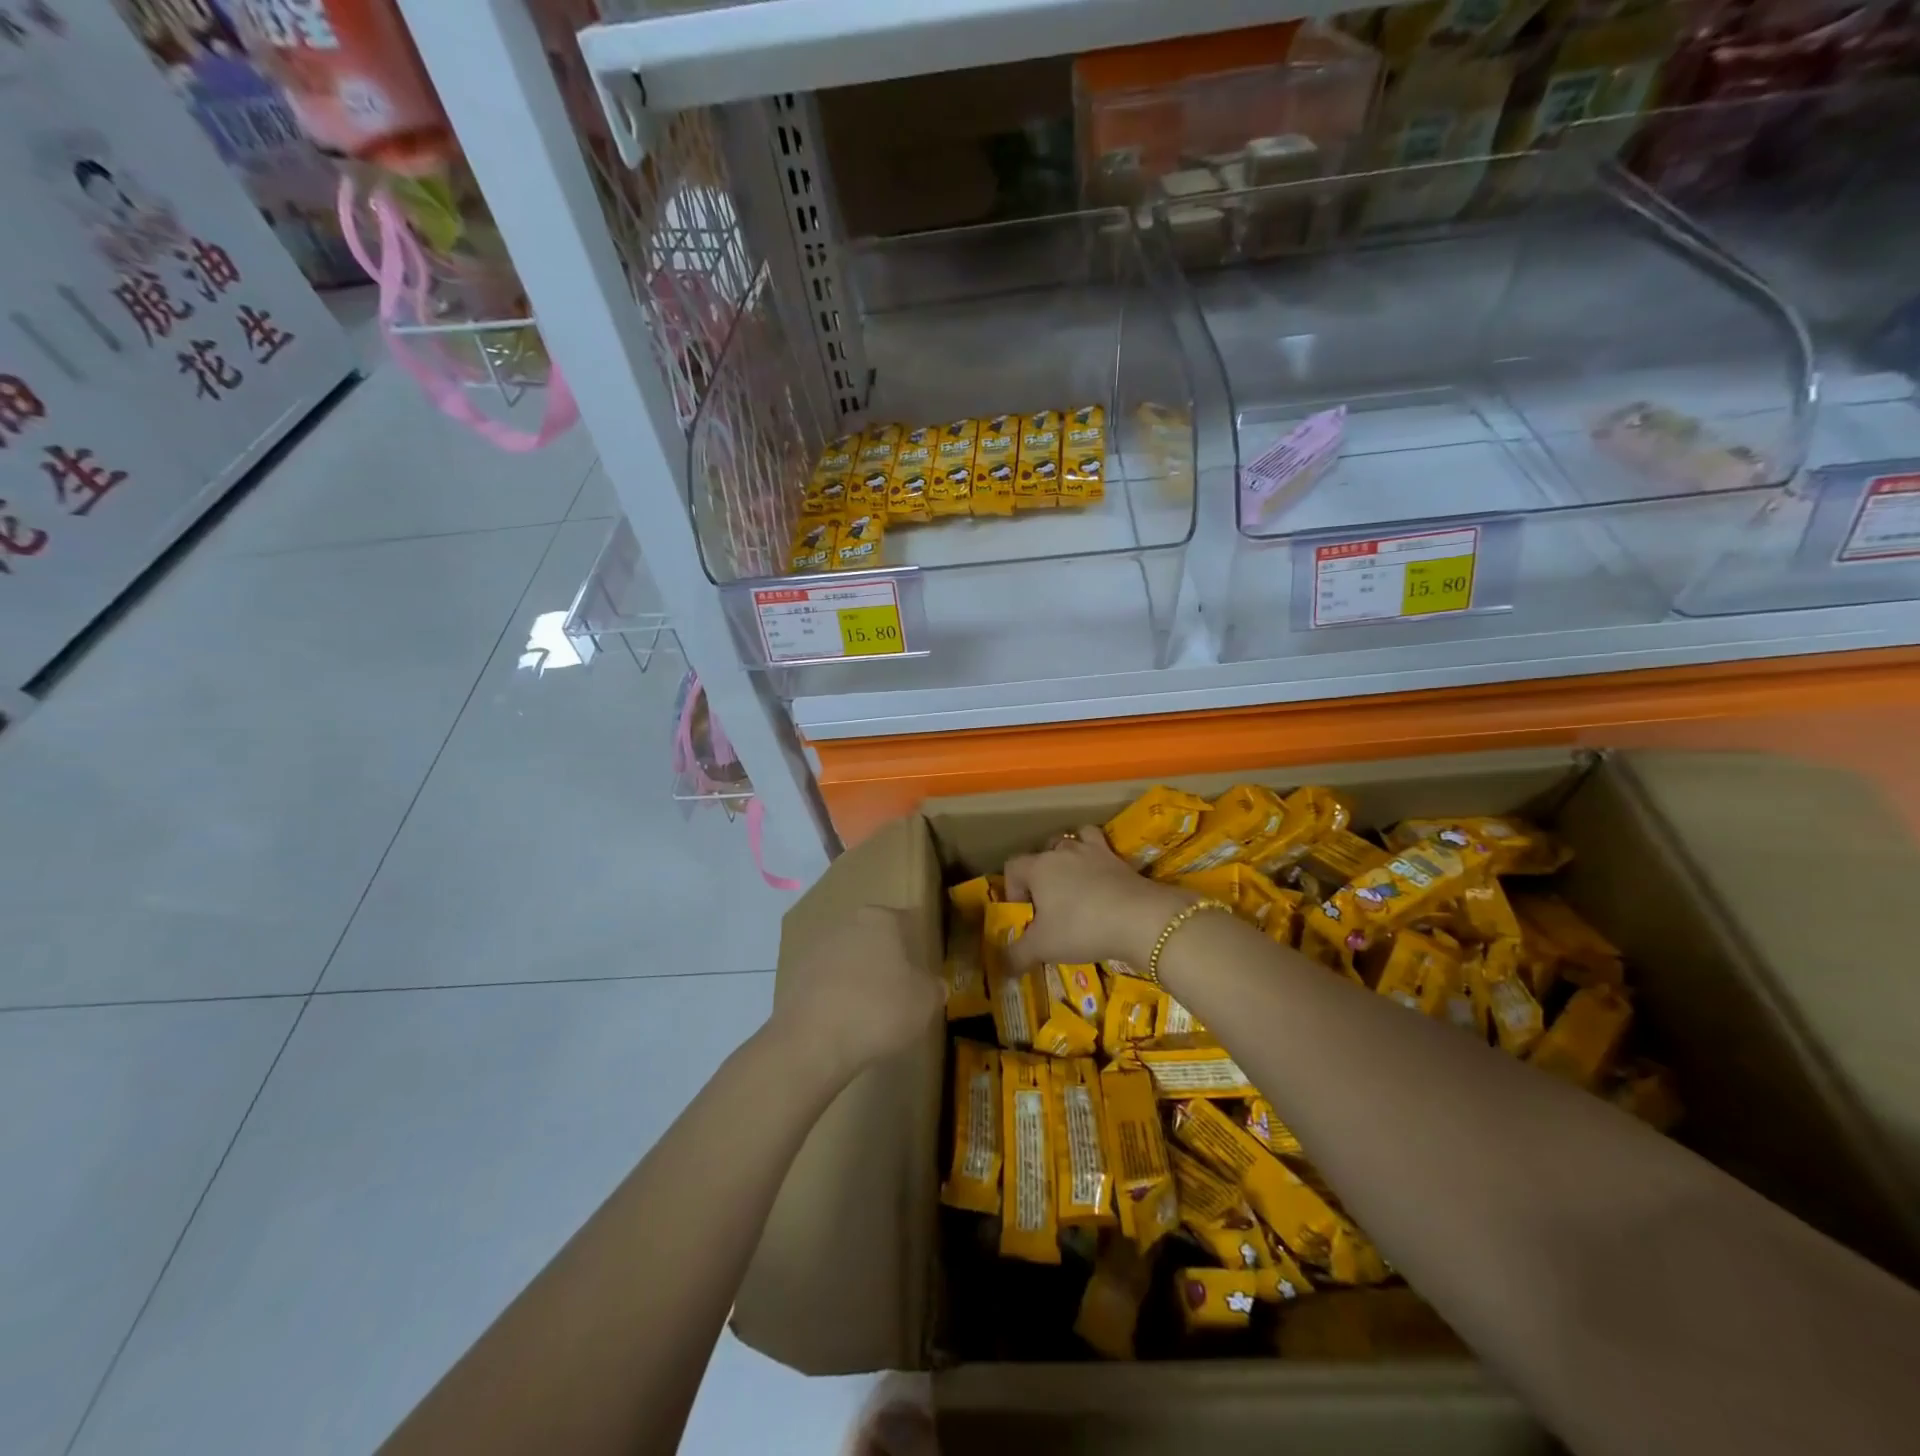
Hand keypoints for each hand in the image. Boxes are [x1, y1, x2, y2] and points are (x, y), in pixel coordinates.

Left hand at [768, 905, 943, 1086]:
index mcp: (879, 919)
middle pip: (873, 938)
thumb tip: (933, 985)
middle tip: (899, 989)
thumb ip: (933, 988)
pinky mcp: (793, 979)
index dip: (916, 943)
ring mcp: (815, 950)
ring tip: (871, 1012)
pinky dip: (836, 998)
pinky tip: (844, 1023)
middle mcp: (845, 924)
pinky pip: (825, 985)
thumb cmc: (879, 1010)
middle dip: (885, 959)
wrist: (813, 1041)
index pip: (905, 921)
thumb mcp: (925, 1002)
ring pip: (847, 960)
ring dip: (858, 979)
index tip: (923, 966)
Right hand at [1003, 826, 1195, 970]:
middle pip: (1042, 852)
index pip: (1013, 867)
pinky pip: (1101, 846)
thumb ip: (1017, 955)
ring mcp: (1092, 851)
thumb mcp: (1043, 947)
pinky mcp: (1118, 858)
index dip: (1012, 889)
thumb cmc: (1081, 928)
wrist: (1139, 919)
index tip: (1024, 914)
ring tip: (1073, 881)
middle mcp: (1062, 851)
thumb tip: (1002, 967)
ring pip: (1072, 841)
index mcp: (1038, 867)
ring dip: (1068, 856)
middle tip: (1048, 902)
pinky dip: (1096, 855)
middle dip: (1040, 873)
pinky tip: (1100, 874)